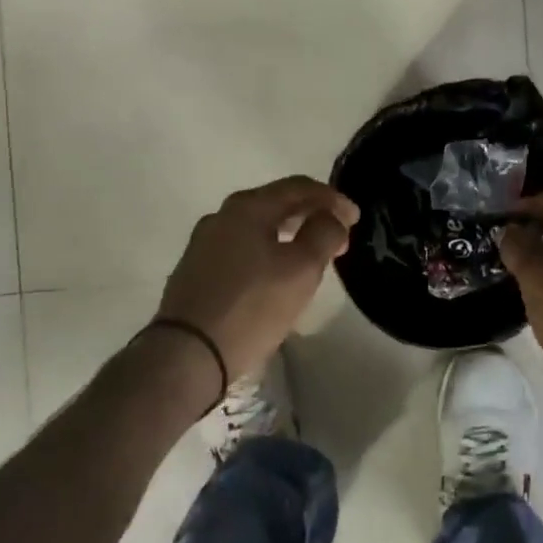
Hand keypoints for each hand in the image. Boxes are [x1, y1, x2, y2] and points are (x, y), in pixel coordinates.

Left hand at [157, 176, 360, 389]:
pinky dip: (267, 250)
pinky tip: (276, 272)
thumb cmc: (252, 306)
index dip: (332, 198)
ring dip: (289, 234)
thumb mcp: (302, 269)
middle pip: (275, 204)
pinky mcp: (195, 271)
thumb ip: (324, 234)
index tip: (355, 218)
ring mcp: (204, 244)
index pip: (298, 187)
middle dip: (311, 215)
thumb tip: (331, 219)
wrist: (187, 354)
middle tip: (338, 236)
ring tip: (311, 254)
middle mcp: (221, 217)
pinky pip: (241, 248)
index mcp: (247, 207)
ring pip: (257, 227)